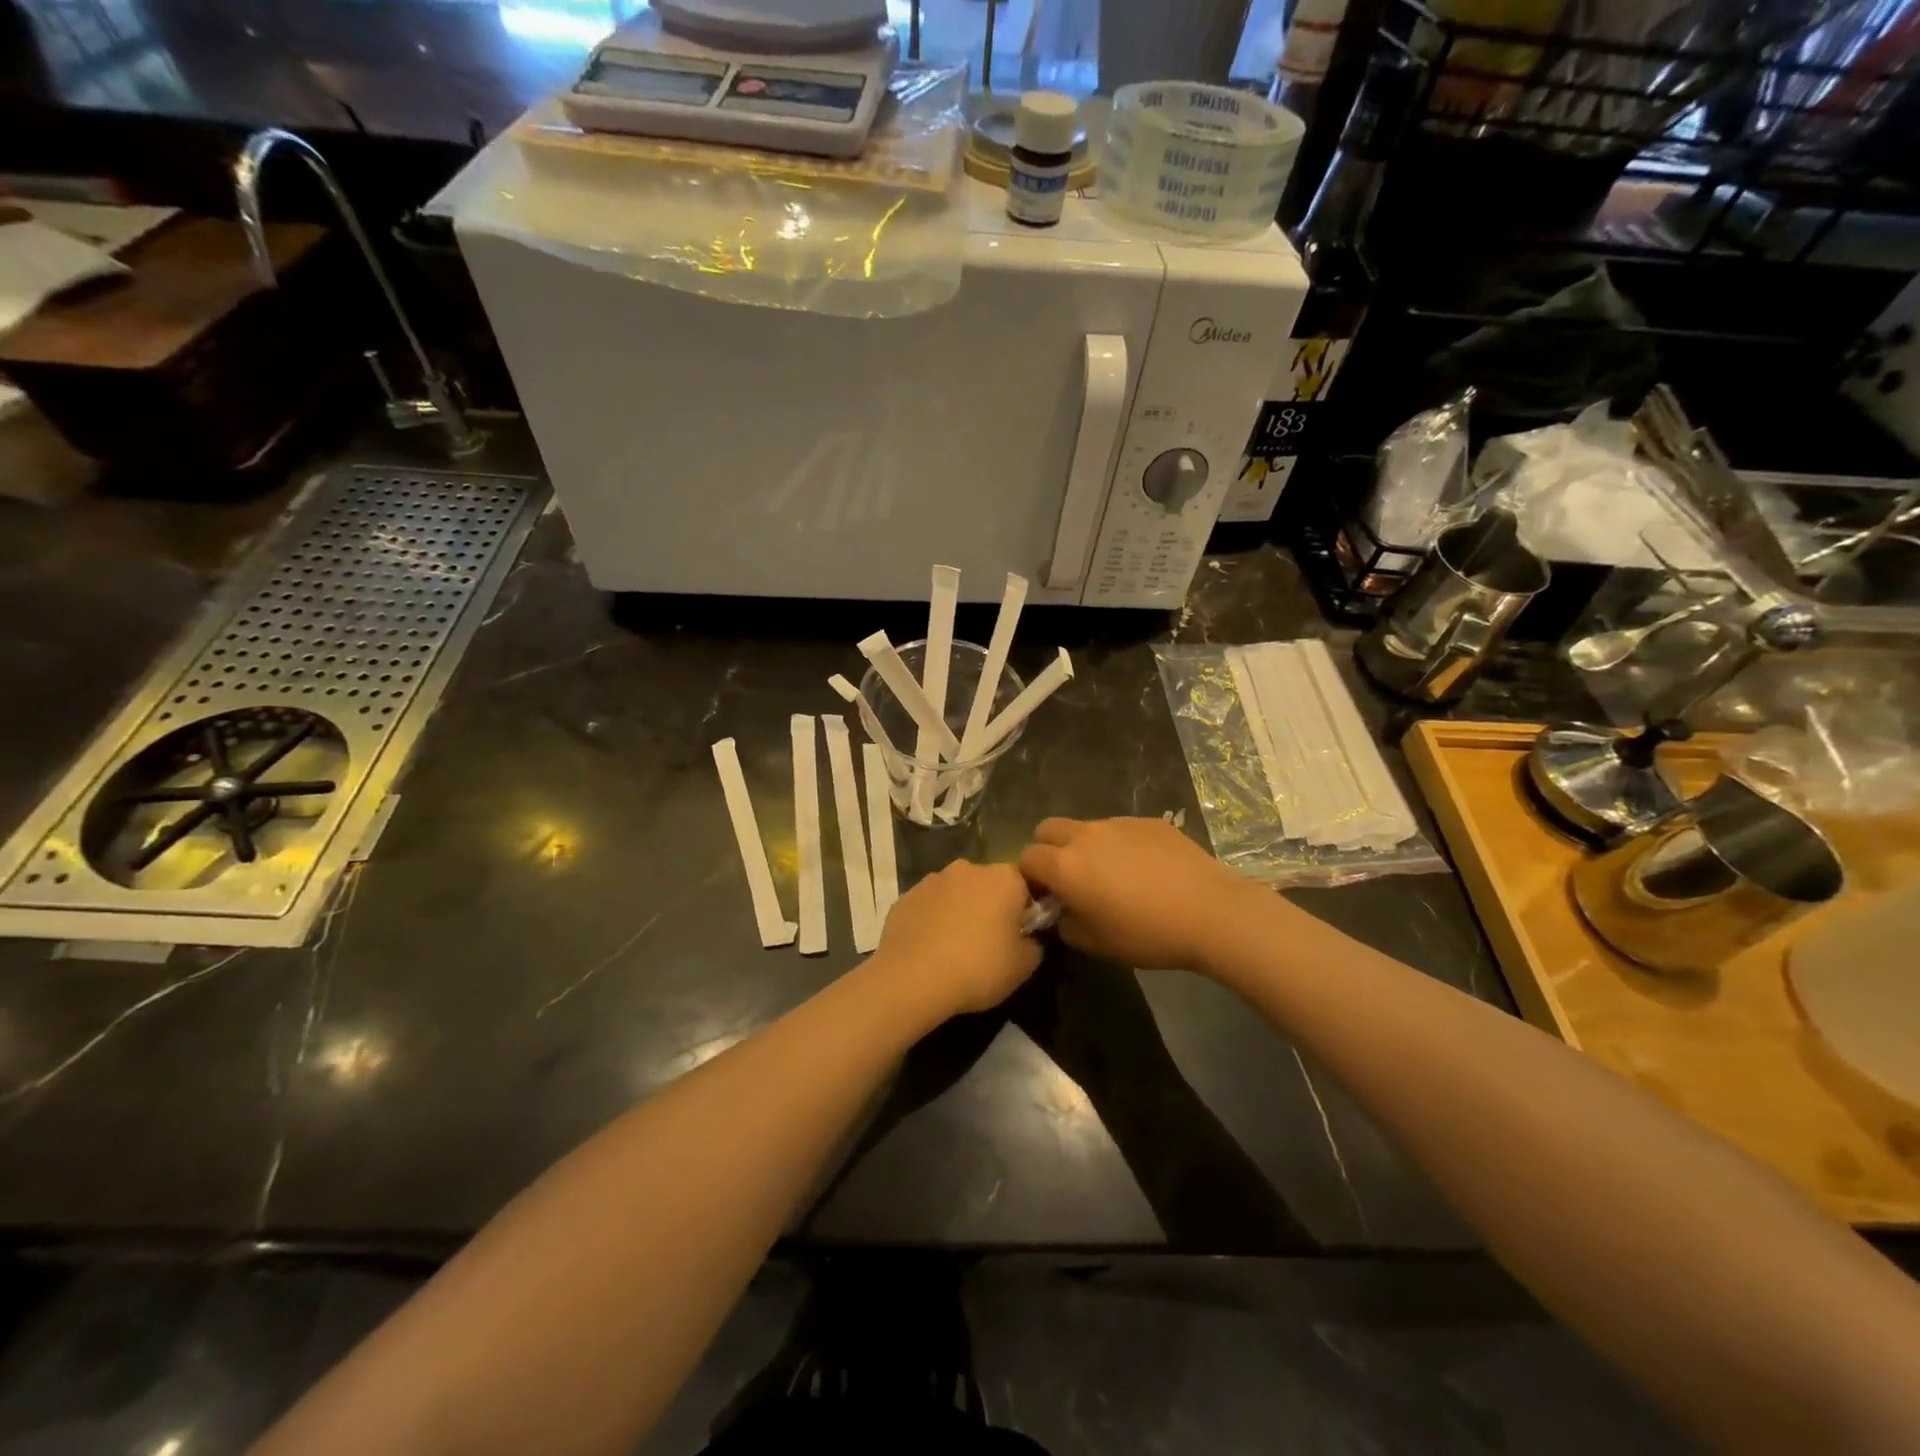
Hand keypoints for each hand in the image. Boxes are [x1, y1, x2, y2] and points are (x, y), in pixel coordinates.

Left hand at [871, 860, 1042, 1017]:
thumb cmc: (979, 967)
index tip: (1020, 936)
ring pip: (955, 893)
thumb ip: (1034, 945)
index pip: (1024, 886)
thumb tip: (1027, 939)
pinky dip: (932, 921)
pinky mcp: (905, 896)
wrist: (913, 978)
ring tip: (955, 949)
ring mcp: (932, 880)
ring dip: (959, 911)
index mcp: (1004, 877)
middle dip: (990, 907)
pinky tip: (929, 950)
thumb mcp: (1024, 966)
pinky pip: (928, 907)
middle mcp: (968, 868)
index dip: (1025, 911)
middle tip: (988, 944)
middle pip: (988, 885)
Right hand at [1018, 817, 1259, 970]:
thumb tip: (1062, 910)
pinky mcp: (1147, 821)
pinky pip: (1119, 828)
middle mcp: (1085, 835)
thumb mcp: (1096, 943)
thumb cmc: (1148, 934)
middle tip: (1070, 878)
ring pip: (1085, 827)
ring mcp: (1117, 823)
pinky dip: (1119, 844)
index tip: (1047, 896)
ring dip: (1085, 846)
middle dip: (1049, 849)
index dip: (1030, 877)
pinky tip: (1145, 869)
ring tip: (1113, 874)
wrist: (1211, 912)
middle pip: (1047, 828)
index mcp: (1065, 866)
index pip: (1026, 857)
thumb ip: (1066, 923)